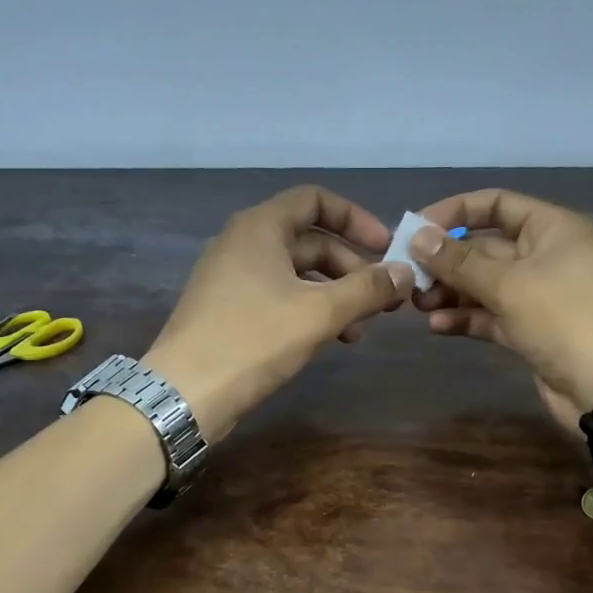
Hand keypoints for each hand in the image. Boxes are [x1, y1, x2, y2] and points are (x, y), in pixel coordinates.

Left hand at [143, 185, 412, 440]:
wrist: (187, 391)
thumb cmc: (255, 339)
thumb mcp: (320, 312)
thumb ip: (367, 289)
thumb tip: (404, 273)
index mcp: (260, 227)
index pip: (315, 200)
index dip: (356, 219)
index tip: (386, 248)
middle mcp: (243, 243)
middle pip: (309, 241)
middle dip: (350, 268)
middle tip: (381, 301)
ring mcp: (232, 279)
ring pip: (296, 275)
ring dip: (334, 296)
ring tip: (359, 330)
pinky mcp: (228, 311)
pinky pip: (278, 298)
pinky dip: (308, 312)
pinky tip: (328, 340)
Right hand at [410, 189, 592, 423]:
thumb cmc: (561, 317)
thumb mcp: (507, 283)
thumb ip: (459, 261)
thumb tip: (417, 236)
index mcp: (550, 228)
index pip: (495, 205)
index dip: (454, 212)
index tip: (415, 229)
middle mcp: (543, 256)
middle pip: (484, 248)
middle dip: (446, 261)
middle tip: (407, 276)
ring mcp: (536, 296)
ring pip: (483, 285)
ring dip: (450, 292)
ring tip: (416, 304)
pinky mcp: (529, 330)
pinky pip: (490, 316)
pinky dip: (465, 318)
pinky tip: (437, 326)